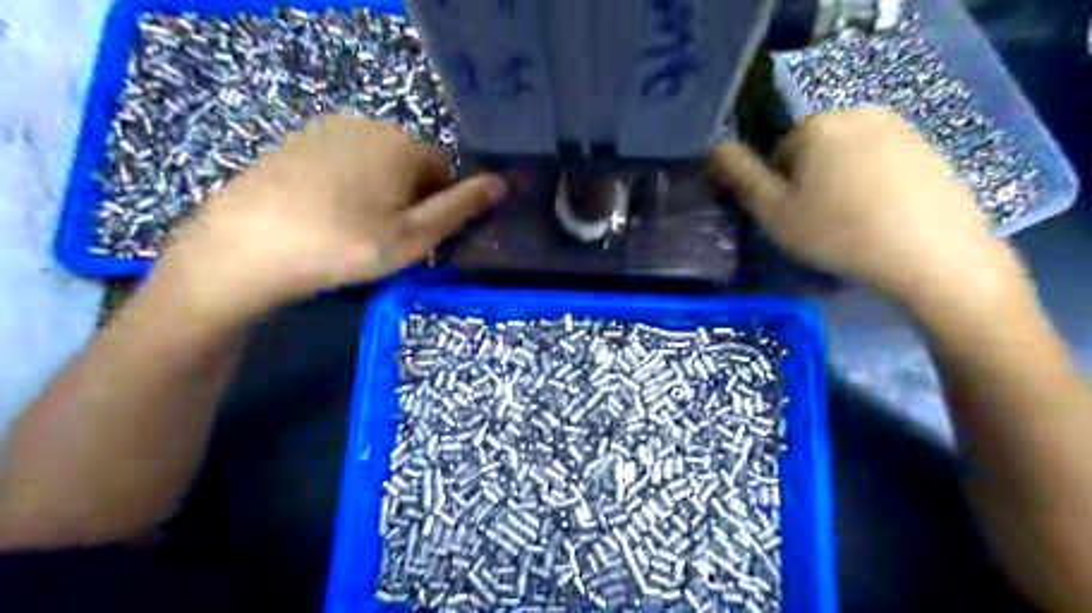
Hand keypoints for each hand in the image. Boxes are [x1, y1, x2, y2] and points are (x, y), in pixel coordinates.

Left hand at [149, 114, 507, 325]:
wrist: (243, 250)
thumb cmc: (344, 246)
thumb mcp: (414, 236)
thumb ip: (462, 208)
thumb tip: (504, 182)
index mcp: (403, 143)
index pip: (447, 173)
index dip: (442, 210)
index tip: (422, 242)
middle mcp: (369, 125)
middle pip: (412, 166)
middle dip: (412, 201)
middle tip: (389, 243)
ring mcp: (327, 130)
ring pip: (378, 166)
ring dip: (381, 196)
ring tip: (355, 234)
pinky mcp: (295, 144)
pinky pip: (344, 165)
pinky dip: (348, 189)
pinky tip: (326, 218)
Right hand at [709, 105, 1025, 306]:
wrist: (931, 255)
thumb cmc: (839, 233)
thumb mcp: (774, 213)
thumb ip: (740, 177)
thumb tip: (712, 146)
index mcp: (816, 125)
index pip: (777, 153)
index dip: (778, 189)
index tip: (794, 219)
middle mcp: (857, 112)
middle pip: (812, 151)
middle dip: (810, 182)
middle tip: (821, 223)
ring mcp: (899, 127)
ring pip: (846, 157)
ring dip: (840, 184)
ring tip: (853, 223)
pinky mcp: (928, 147)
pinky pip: (880, 163)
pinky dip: (873, 186)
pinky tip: (882, 217)